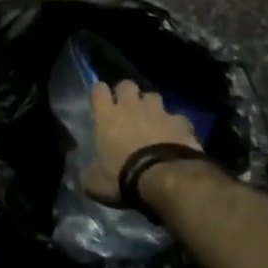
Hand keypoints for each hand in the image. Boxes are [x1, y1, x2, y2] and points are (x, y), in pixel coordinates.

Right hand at [82, 81, 200, 199]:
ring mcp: (158, 111)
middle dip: (126, 93)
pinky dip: (175, 125)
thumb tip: (87, 174)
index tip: (100, 102)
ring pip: (153, 96)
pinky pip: (177, 117)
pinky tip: (175, 137)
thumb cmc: (123, 177)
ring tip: (152, 120)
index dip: (99, 93)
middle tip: (126, 108)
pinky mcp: (180, 122)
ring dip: (151, 106)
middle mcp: (131, 107)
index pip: (98, 89)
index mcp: (107, 117)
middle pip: (127, 84)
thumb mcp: (95, 183)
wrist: (164, 178)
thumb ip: (89, 173)